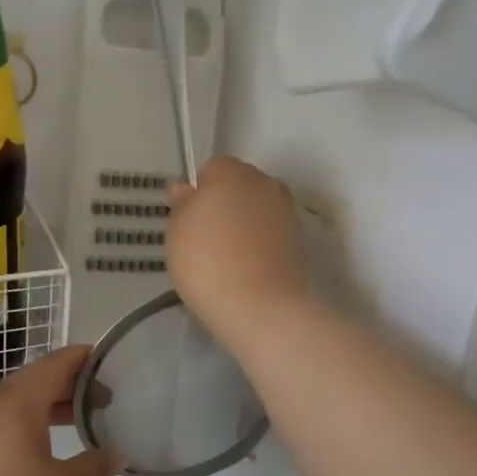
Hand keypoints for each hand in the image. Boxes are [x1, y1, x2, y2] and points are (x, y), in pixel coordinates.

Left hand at [0, 346, 115, 475]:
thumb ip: (95, 468)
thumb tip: (116, 453)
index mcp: (20, 401)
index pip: (57, 363)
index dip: (84, 358)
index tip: (109, 362)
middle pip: (37, 379)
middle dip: (70, 384)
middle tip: (102, 399)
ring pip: (18, 403)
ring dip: (49, 406)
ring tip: (76, 423)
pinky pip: (3, 423)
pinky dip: (29, 425)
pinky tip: (40, 452)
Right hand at [168, 157, 310, 343]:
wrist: (260, 306)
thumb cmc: (207, 262)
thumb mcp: (176, 232)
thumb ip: (181, 204)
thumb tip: (185, 189)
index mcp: (230, 172)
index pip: (211, 169)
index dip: (199, 193)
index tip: (190, 220)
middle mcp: (264, 182)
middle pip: (239, 185)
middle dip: (225, 204)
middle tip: (206, 238)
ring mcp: (286, 210)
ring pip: (257, 209)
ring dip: (245, 223)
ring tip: (228, 257)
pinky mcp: (300, 239)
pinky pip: (271, 232)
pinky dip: (261, 243)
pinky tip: (248, 268)